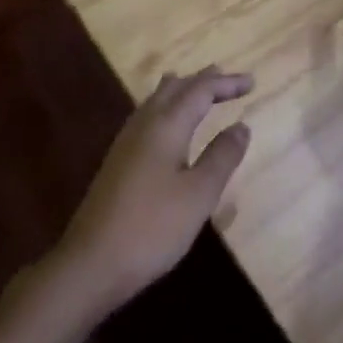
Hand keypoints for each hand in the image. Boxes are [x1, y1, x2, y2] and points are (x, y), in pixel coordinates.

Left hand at [55, 68, 252, 314]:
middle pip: (175, 89)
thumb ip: (222, 156)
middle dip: (202, 81)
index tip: (252, 82)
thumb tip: (241, 126)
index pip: (200, 90)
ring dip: (181, 91)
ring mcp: (125, 143)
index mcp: (166, 126)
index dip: (226, 83)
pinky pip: (147, 117)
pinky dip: (166, 108)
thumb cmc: (152, 227)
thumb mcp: (199, 194)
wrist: (91, 263)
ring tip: (197, 88)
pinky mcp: (117, 162)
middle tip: (226, 78)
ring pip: (156, 101)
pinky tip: (167, 126)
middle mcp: (144, 125)